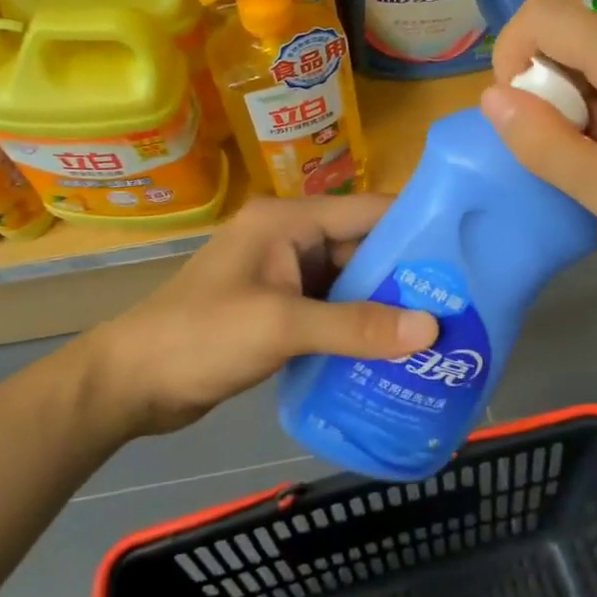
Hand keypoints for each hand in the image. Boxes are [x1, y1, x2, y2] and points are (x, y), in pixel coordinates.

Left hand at [91, 195, 437, 435]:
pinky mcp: (278, 310)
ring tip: (439, 329)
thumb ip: (355, 326)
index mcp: (287, 221)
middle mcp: (289, 239)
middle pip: (361, 249)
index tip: (467, 250)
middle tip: (460, 302)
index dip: (416, 226)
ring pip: (348, 283)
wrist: (130, 384)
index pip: (366, 211)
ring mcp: (282, 276)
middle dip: (406, 275)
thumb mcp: (281, 327)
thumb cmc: (201, 337)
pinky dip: (358, 327)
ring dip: (384, 306)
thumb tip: (431, 329)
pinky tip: (393, 351)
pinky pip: (330, 310)